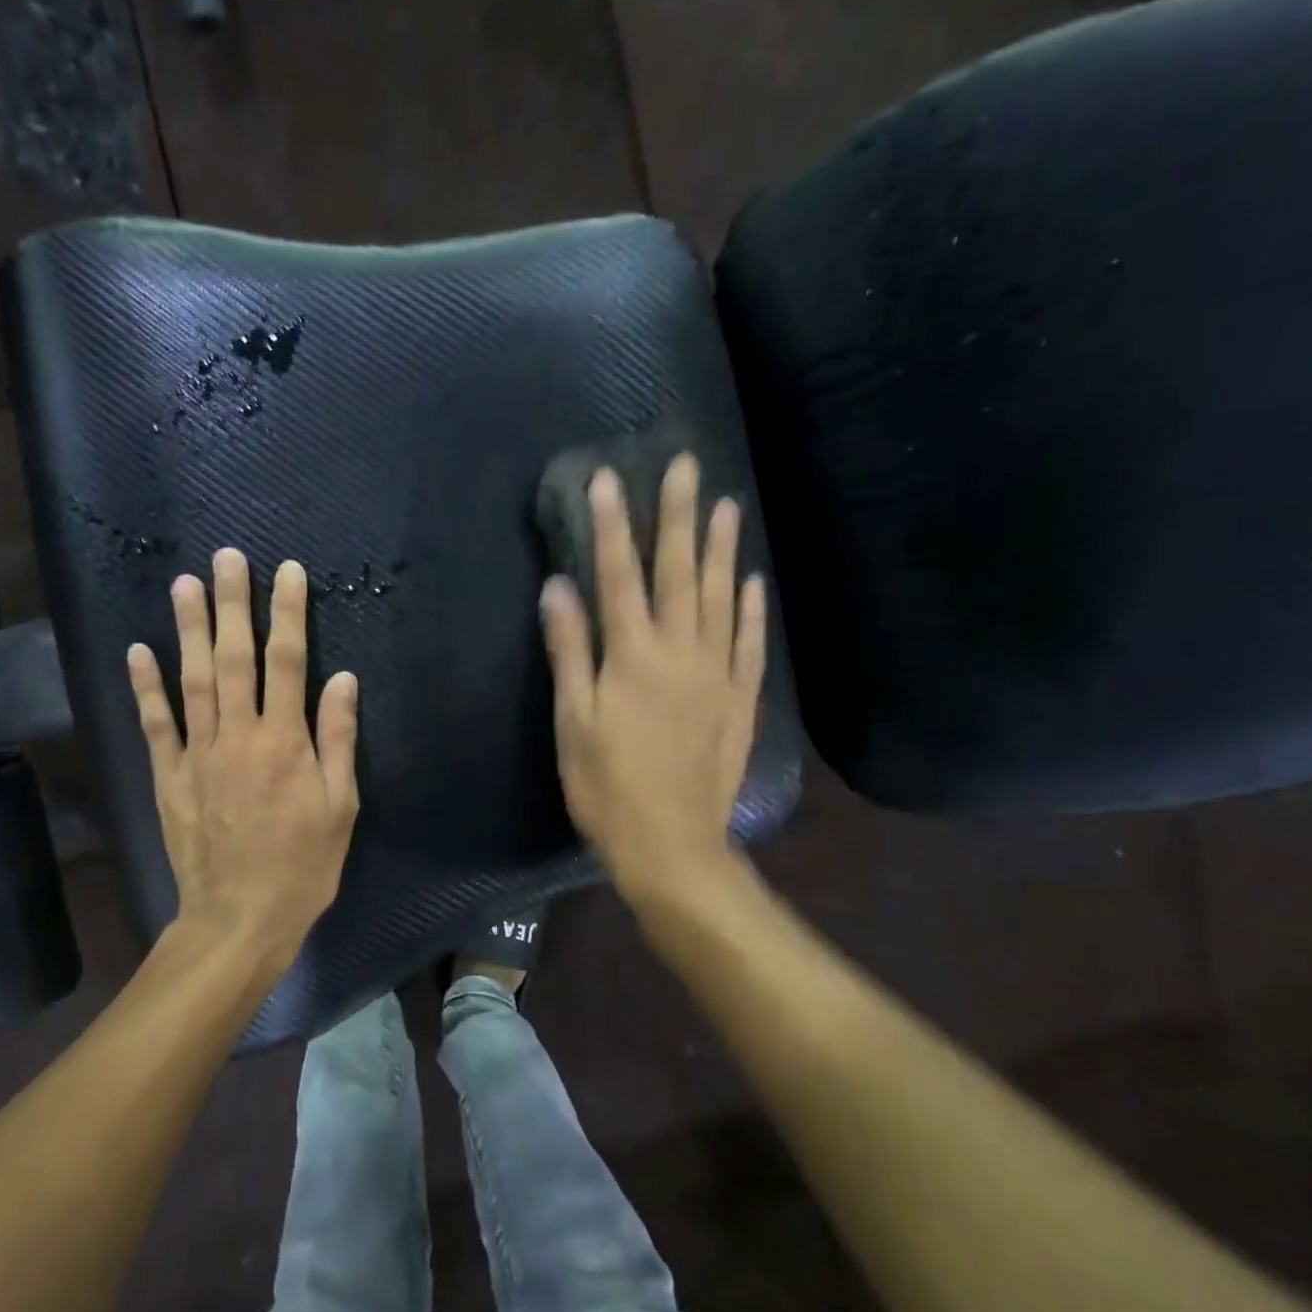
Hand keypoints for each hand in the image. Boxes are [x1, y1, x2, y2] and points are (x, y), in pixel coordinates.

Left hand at [127, 548, 360, 972]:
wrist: (239, 919)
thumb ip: (337, 739)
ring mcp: (198, 753)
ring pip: (193, 679)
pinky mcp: (169, 775)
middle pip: (235, 657)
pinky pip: (156, 723)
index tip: (287, 572)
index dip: (288, 613)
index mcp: (285, 741)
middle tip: (227, 557)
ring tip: (185, 583)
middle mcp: (239, 735)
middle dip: (233, 604)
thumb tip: (342, 679)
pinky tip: (140, 649)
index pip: (288, 662)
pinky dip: (147, 686)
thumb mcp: (339, 807)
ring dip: (189, 629)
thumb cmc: (302, 866)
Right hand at [540, 455, 766, 920]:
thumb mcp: (574, 721)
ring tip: (726, 505)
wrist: (672, 846)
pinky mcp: (739, 700)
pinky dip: (751, 609)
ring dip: (721, 549)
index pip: (619, 576)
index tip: (609, 478)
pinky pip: (750, 643)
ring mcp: (718, 674)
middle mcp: (681, 652)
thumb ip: (570, 651)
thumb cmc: (607, 786)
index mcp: (633, 657)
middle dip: (677, 516)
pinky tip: (752, 582)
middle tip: (686, 465)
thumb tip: (559, 587)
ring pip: (721, 598)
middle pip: (678, 572)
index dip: (611, 525)